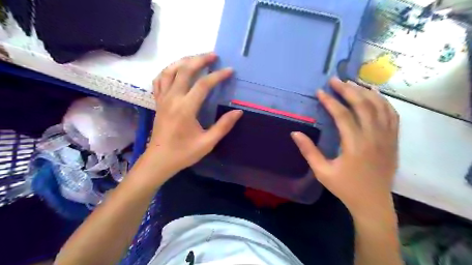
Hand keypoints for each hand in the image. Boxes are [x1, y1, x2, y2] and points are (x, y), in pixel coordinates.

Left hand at [147, 51, 242, 175]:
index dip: (218, 76)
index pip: (203, 84)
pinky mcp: (158, 102)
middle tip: (214, 56)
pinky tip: (176, 70)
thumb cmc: (183, 153)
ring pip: (170, 71)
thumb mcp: (207, 143)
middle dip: (200, 59)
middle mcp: (172, 99)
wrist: (159, 160)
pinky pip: (159, 80)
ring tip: (196, 58)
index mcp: (185, 108)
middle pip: (185, 70)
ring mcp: (163, 99)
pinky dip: (168, 70)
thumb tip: (238, 112)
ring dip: (183, 61)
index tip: (229, 71)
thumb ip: (223, 126)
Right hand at [292, 78, 396, 217]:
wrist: (373, 202)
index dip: (330, 102)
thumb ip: (309, 151)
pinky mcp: (393, 141)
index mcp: (355, 146)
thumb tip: (295, 133)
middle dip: (348, 90)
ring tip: (352, 83)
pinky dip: (383, 102)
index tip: (320, 92)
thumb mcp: (322, 172)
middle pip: (363, 106)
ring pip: (379, 107)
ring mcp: (387, 138)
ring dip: (365, 92)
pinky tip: (374, 94)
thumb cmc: (345, 187)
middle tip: (335, 80)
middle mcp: (374, 138)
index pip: (343, 116)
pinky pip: (392, 115)